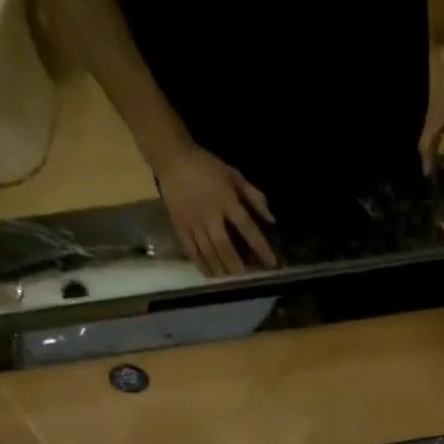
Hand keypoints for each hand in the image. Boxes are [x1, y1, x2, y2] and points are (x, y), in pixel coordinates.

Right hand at [154, 144, 276, 277]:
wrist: (171, 158)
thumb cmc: (206, 166)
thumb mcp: (234, 175)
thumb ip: (254, 196)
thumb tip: (272, 220)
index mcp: (225, 200)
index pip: (246, 226)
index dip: (260, 246)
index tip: (272, 263)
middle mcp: (208, 214)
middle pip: (224, 246)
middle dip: (237, 265)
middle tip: (248, 281)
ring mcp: (192, 222)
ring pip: (207, 252)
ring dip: (220, 270)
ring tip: (231, 285)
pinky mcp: (179, 226)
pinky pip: (191, 250)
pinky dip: (201, 265)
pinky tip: (210, 277)